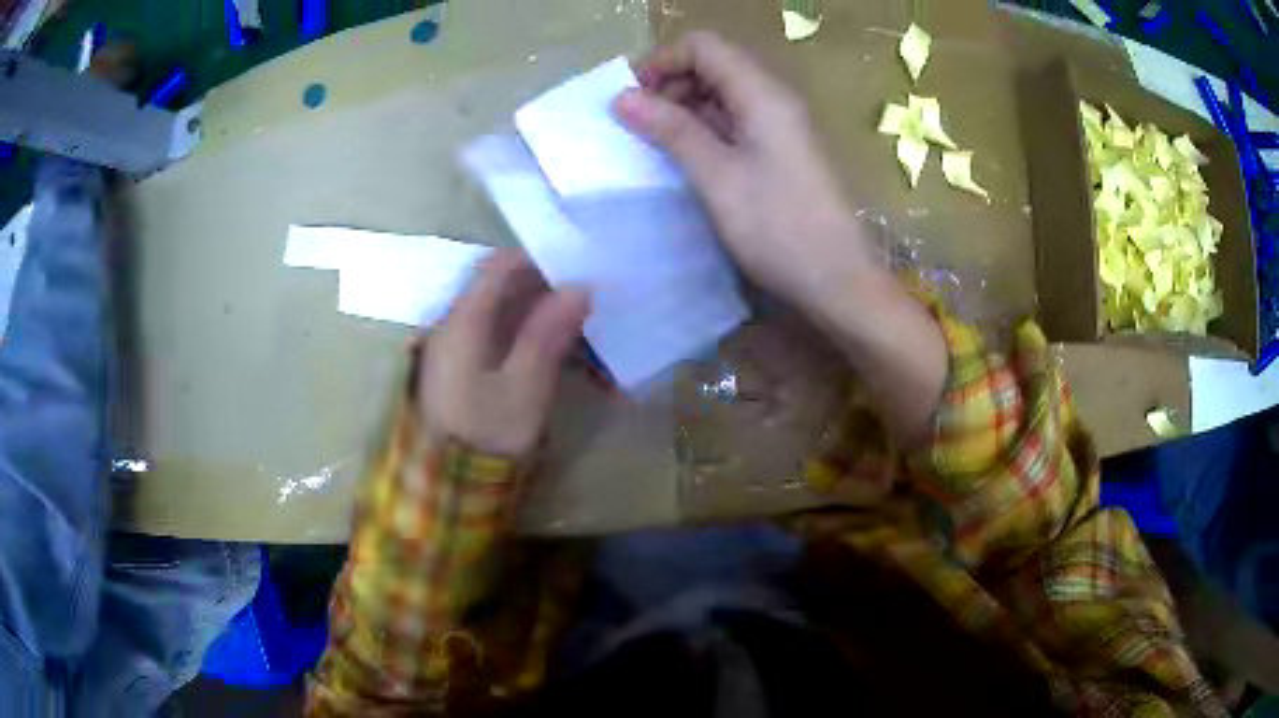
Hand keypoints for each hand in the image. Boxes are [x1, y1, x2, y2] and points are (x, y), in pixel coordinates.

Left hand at [418, 250, 589, 457]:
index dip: (538, 261)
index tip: (577, 269)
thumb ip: (547, 335)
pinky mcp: (458, 368)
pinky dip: (522, 332)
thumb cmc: (486, 435)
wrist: (446, 485)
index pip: (499, 268)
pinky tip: (549, 347)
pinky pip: (492, 333)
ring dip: (534, 310)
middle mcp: (453, 325)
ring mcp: (453, 347)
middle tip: (584, 299)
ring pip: (497, 311)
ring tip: (575, 323)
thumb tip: (579, 289)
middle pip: (497, 287)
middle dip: (541, 286)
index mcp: (465, 323)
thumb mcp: (524, 388)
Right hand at [613, 31, 874, 317]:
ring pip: (721, 96)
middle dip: (669, 85)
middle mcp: (773, 99)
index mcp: (762, 94)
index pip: (703, 46)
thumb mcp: (718, 177)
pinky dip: (704, 131)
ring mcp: (779, 126)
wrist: (838, 280)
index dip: (662, 61)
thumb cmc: (779, 228)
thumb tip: (622, 97)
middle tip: (636, 125)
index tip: (630, 97)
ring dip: (683, 110)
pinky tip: (684, 159)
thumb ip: (671, 130)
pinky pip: (734, 123)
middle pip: (713, 66)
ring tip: (653, 144)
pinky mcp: (780, 151)